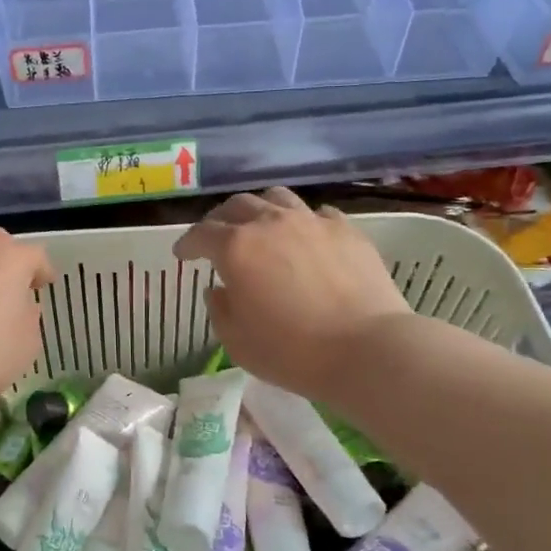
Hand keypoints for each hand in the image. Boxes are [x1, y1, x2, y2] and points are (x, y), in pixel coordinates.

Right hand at [174, 188, 409, 401]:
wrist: (368, 349)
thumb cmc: (292, 352)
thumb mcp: (237, 342)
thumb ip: (220, 310)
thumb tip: (220, 290)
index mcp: (236, 248)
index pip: (201, 234)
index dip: (188, 243)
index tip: (182, 255)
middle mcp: (270, 223)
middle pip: (236, 206)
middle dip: (219, 220)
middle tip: (216, 237)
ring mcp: (311, 222)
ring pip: (276, 198)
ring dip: (260, 210)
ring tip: (260, 227)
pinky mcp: (346, 229)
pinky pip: (316, 214)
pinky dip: (302, 222)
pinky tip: (305, 238)